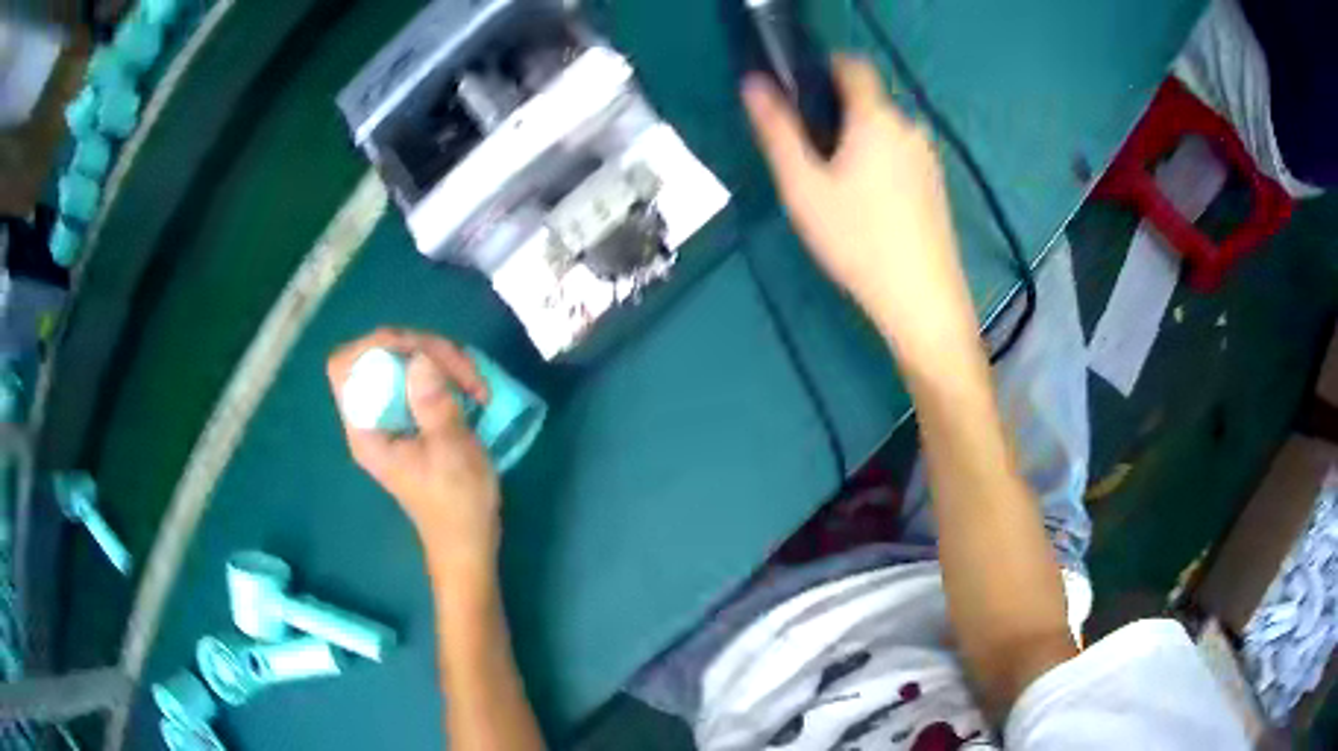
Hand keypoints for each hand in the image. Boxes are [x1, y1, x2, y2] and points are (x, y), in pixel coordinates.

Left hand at [328, 329, 500, 571]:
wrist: (467, 542)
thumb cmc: (458, 504)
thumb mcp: (452, 453)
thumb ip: (434, 404)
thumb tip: (421, 357)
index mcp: (367, 429)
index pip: (346, 366)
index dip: (376, 346)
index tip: (421, 352)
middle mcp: (370, 418)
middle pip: (377, 356)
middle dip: (421, 349)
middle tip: (463, 370)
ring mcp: (389, 417)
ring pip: (401, 362)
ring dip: (438, 360)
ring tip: (473, 382)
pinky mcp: (409, 419)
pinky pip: (417, 377)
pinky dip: (442, 372)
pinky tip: (469, 388)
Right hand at [743, 56, 980, 358]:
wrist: (921, 299)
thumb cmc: (857, 239)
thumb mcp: (803, 187)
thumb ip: (777, 131)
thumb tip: (754, 84)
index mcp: (875, 118)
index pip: (852, 65)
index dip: (823, 67)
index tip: (798, 93)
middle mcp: (908, 128)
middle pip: (867, 101)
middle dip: (836, 113)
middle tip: (809, 157)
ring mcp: (927, 158)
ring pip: (884, 131)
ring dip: (858, 141)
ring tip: (836, 187)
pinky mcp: (937, 186)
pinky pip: (900, 156)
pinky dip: (879, 163)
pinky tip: (868, 206)